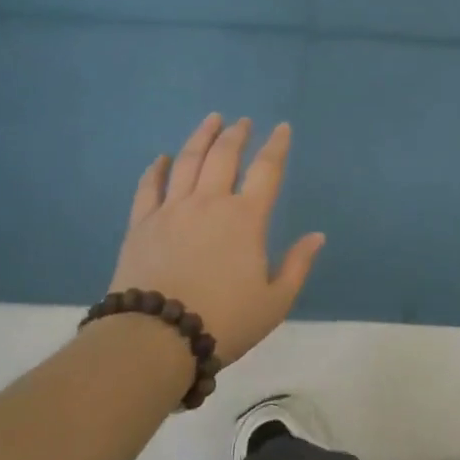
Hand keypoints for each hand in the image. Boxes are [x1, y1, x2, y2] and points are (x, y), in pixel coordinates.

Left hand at [109, 113, 324, 365]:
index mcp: (246, 218)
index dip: (277, 146)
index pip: (267, 170)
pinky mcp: (141, 224)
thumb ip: (298, 265)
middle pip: (224, 156)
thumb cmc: (224, 321)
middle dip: (237, 135)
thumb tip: (317, 236)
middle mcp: (210, 203)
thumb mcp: (274, 302)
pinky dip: (156, 169)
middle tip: (243, 121)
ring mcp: (172, 210)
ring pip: (187, 161)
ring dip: (201, 137)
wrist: (156, 339)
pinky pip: (149, 187)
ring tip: (211, 120)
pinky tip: (161, 158)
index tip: (282, 128)